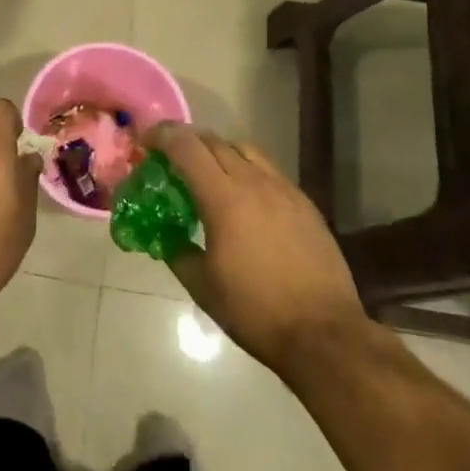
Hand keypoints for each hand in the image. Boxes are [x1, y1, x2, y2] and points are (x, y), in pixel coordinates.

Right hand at [153, 124, 387, 378]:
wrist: (324, 333)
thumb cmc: (255, 311)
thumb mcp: (203, 287)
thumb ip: (178, 252)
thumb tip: (165, 236)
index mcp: (223, 197)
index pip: (186, 147)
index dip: (162, 136)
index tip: (145, 141)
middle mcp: (253, 181)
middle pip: (214, 141)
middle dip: (187, 141)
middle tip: (170, 156)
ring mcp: (283, 189)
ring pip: (244, 149)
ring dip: (219, 150)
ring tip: (208, 171)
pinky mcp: (304, 202)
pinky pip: (268, 169)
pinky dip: (247, 169)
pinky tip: (245, 196)